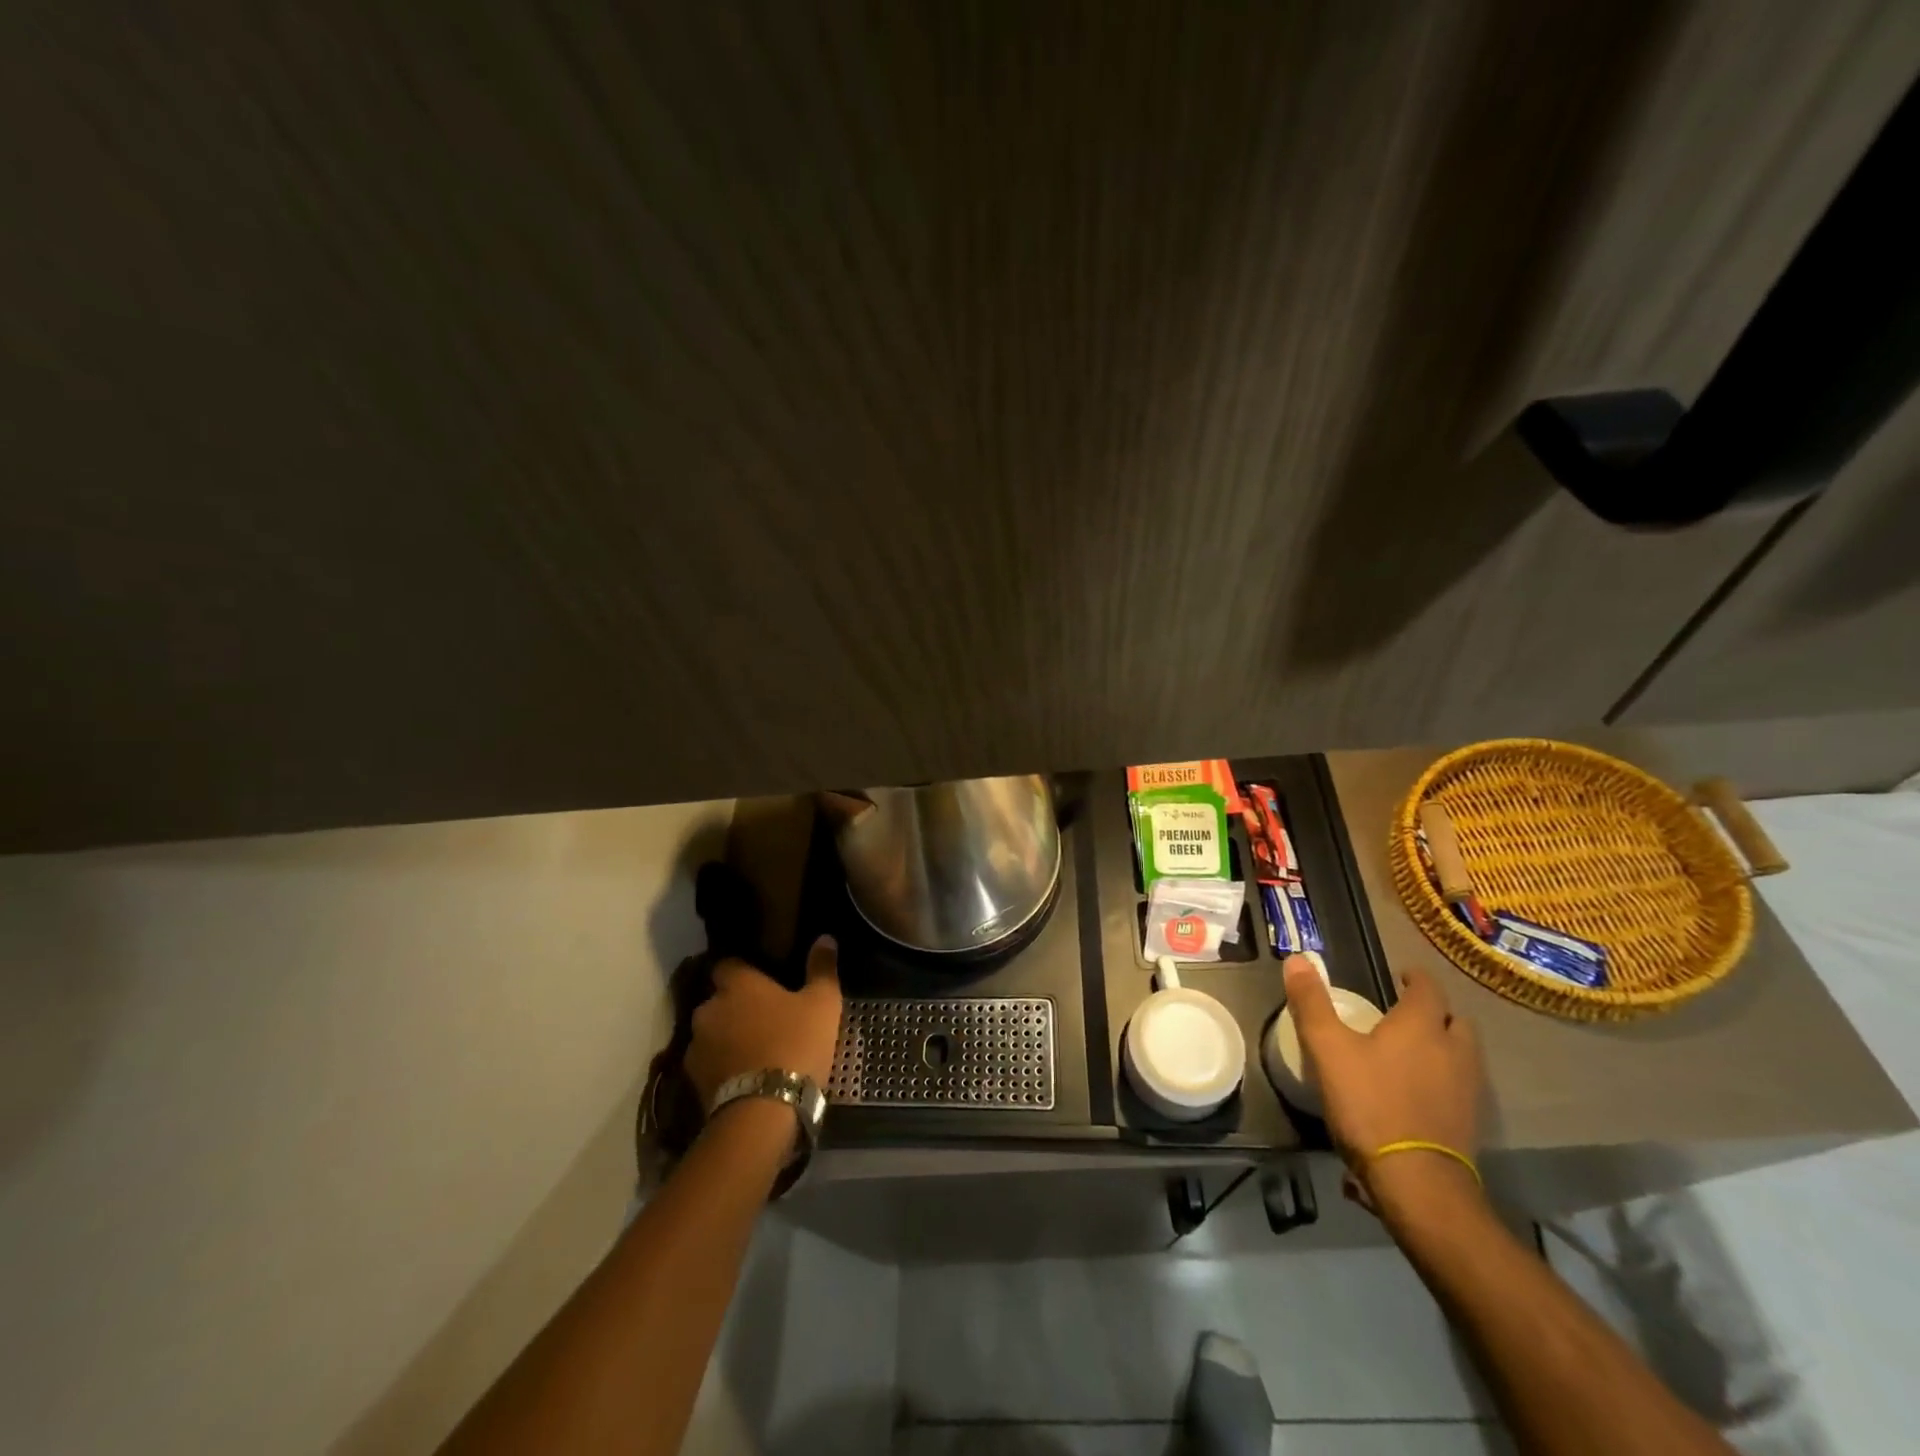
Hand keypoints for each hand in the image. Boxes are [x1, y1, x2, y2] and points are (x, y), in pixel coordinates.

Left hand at [685, 937, 843, 1109]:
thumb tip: (825, 938)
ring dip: (727, 1037)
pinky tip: (744, 1077)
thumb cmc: (796, 1044)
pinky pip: (709, 1064)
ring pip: (712, 1033)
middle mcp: (710, 1008)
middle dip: (735, 1007)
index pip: (728, 964)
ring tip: (755, 1051)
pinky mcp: (693, 1081)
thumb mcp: (822, 1004)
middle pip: (719, 1000)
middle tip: (764, 1018)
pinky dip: (722, 1067)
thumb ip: (821, 968)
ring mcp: (697, 1046)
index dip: (743, 970)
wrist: (763, 1111)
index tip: (762, 979)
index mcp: (738, 984)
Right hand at [1282, 956, 1482, 1215]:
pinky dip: (1444, 1080)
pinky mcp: (1469, 1123)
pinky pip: (1460, 1087)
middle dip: (1435, 1013)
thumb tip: (1298, 959)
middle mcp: (1453, 1051)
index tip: (1401, 976)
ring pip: (1462, 1055)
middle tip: (1406, 1015)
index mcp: (1421, 1026)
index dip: (1415, 978)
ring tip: (1413, 1053)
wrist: (1417, 1182)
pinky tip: (1419, 1093)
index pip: (1428, 988)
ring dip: (1443, 1047)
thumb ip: (1311, 1003)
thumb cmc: (1370, 1103)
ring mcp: (1467, 1089)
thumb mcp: (1327, 1049)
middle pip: (1454, 1021)